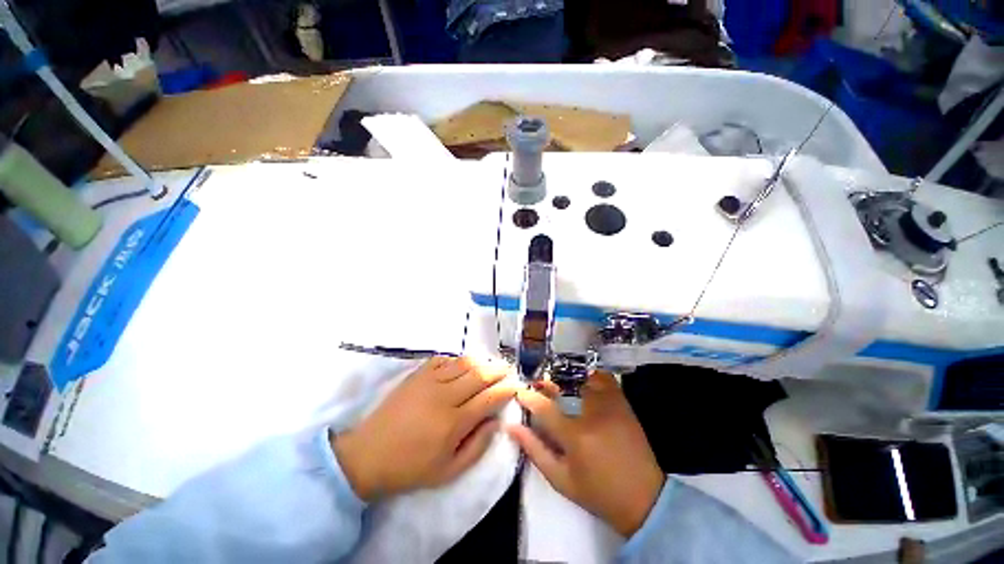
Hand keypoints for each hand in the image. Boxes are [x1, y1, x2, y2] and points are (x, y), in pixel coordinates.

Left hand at [331, 357, 516, 501]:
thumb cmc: (410, 467)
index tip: (516, 384)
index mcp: (453, 423)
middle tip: (508, 368)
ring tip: (490, 364)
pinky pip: (443, 359)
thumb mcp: (448, 472)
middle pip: (479, 375)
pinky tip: (462, 364)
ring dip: (480, 361)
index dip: (506, 389)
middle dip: (498, 370)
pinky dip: (457, 359)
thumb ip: (477, 447)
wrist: (367, 455)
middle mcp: (444, 396)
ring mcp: (429, 381)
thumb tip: (496, 423)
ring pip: (463, 363)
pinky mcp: (417, 375)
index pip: (488, 398)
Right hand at [508, 371, 665, 536]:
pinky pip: (603, 378)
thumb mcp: (560, 479)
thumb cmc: (597, 493)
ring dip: (566, 378)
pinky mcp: (623, 403)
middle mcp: (592, 414)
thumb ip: (534, 450)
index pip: (544, 407)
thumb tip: (512, 426)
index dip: (528, 396)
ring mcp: (610, 405)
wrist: (644, 498)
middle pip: (563, 385)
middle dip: (546, 382)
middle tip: (539, 384)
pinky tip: (581, 383)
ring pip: (582, 378)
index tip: (520, 392)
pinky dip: (589, 376)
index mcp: (575, 436)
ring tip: (559, 384)